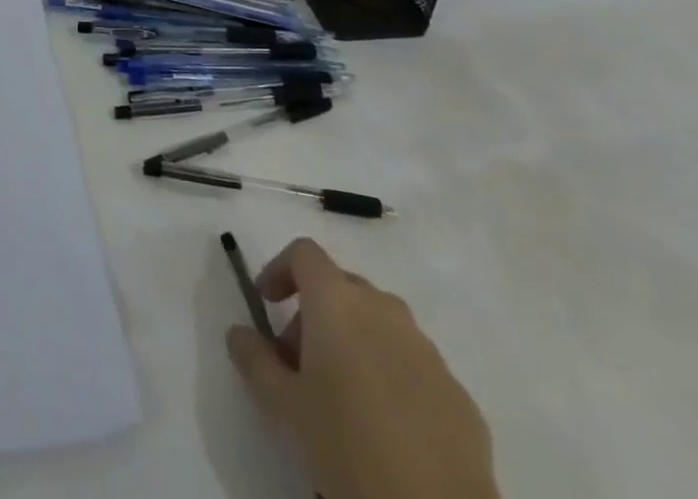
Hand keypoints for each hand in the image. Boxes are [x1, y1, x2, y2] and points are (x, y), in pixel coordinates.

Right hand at [226, 239, 496, 498]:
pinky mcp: (459, 392)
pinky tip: (385, 424)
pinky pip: (412, 363)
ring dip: (353, 340)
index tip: (267, 303)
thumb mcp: (284, 404)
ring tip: (341, 394)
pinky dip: (390, 373)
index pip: (304, 253)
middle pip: (341, 287)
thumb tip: (238, 333)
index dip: (280, 269)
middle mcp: (383, 309)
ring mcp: (427, 349)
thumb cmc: (347, 445)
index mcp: (338, 301)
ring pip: (379, 323)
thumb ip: (254, 358)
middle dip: (315, 312)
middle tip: (298, 360)